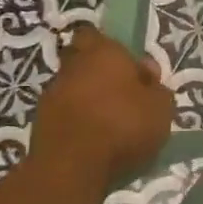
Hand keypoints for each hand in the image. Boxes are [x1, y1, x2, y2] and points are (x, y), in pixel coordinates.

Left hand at [29, 27, 173, 187]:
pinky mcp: (40, 124)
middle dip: (100, 76)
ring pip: (74, 90)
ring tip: (113, 126)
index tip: (128, 67)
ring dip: (89, 102)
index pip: (95, 35)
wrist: (72, 167)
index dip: (109, 48)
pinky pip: (66, 116)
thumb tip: (146, 76)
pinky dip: (79, 124)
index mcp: (102, 53)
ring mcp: (51, 96)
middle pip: (83, 63)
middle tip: (124, 97)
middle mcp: (71, 67)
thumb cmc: (124, 125)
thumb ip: (157, 88)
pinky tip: (97, 142)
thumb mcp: (161, 107)